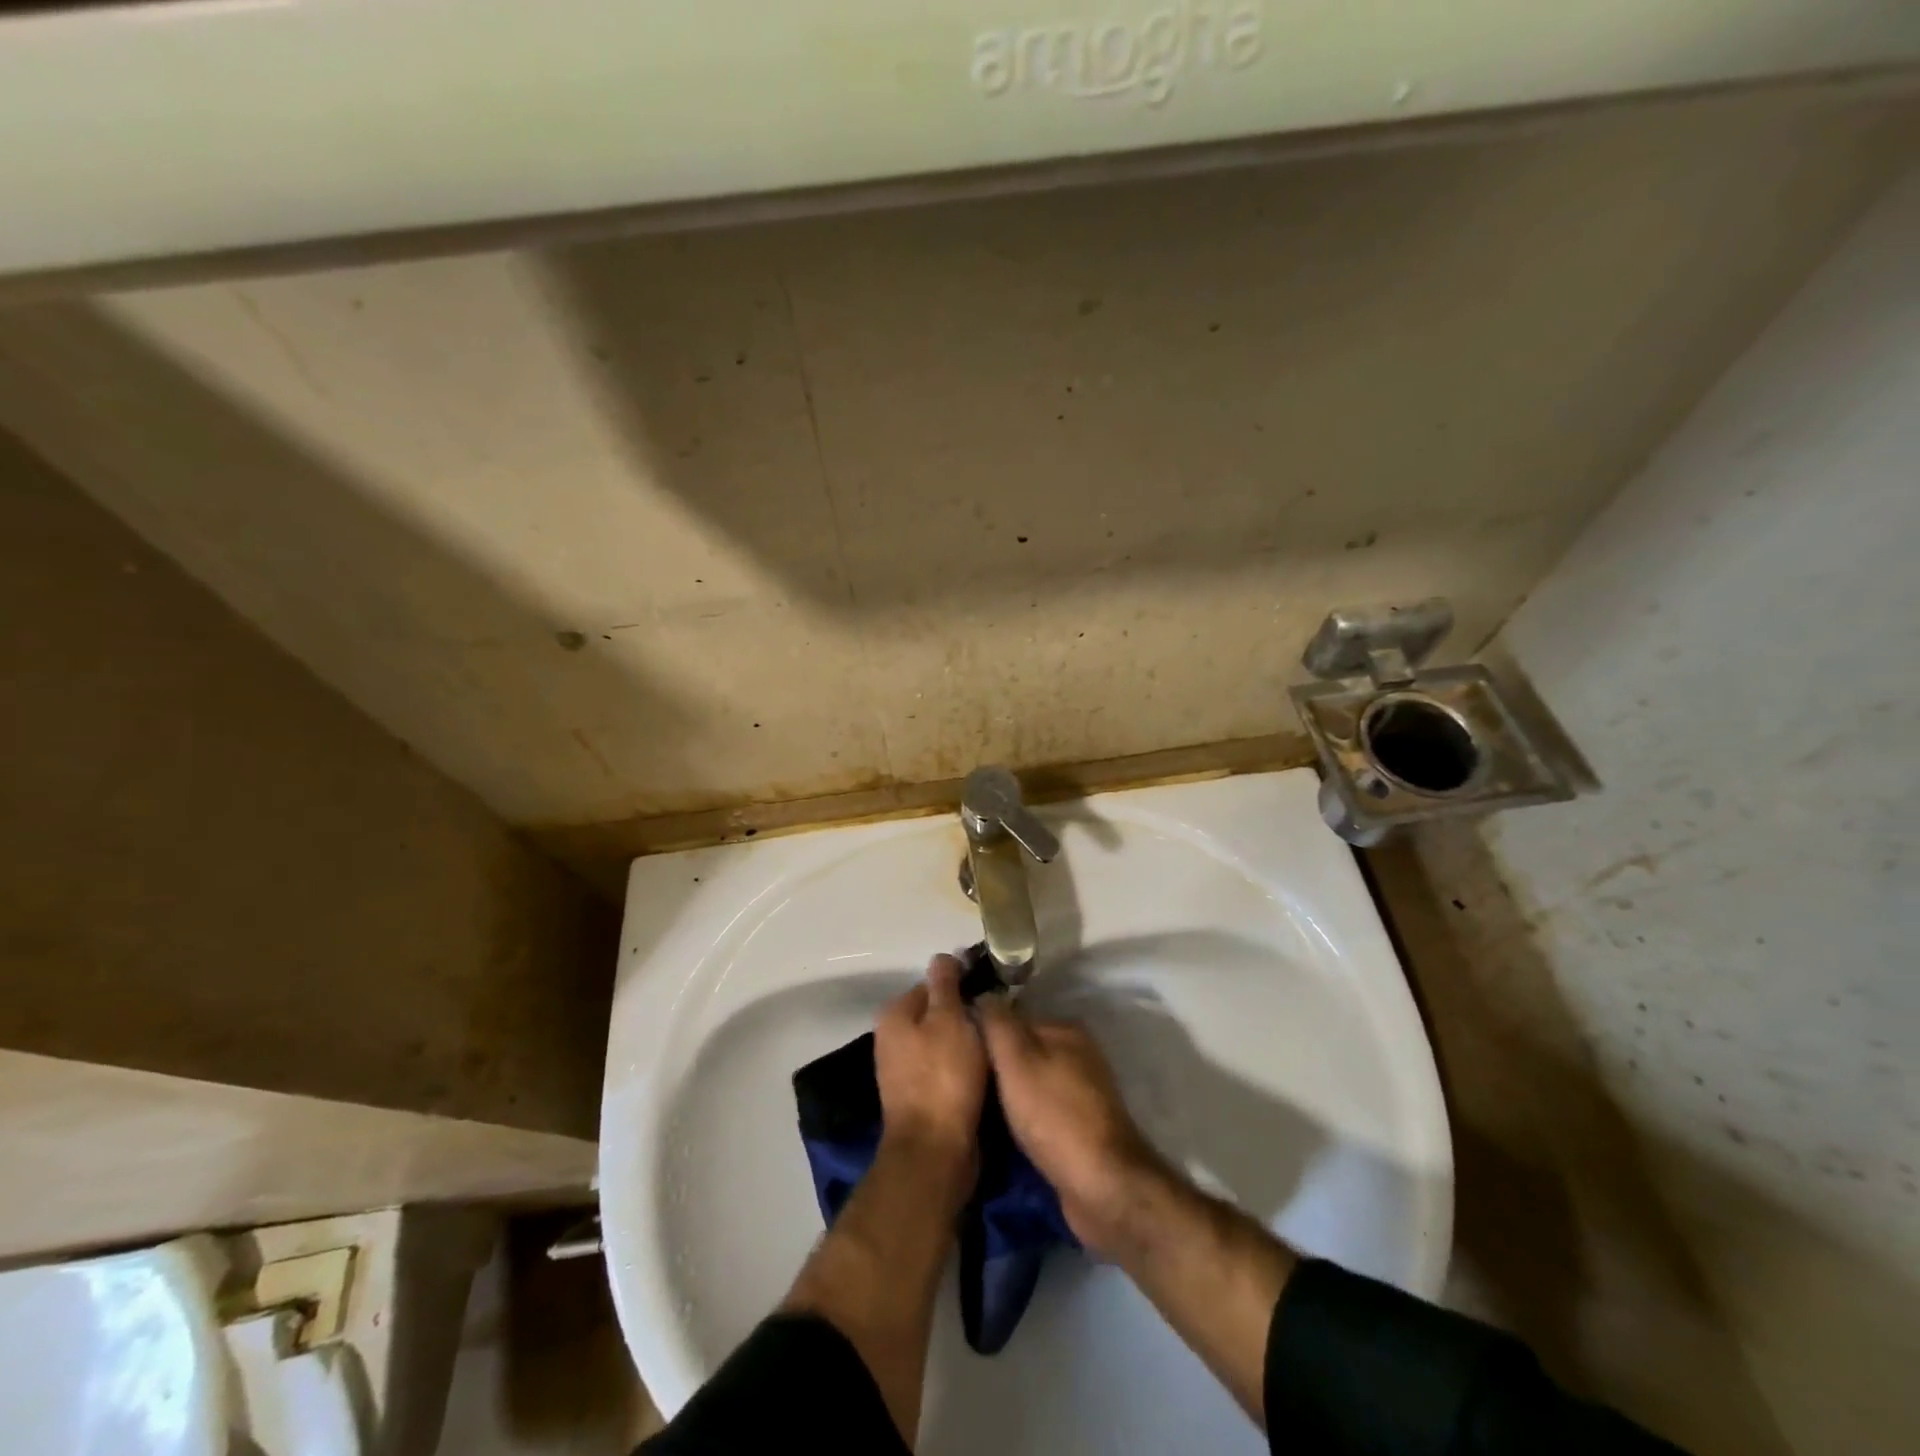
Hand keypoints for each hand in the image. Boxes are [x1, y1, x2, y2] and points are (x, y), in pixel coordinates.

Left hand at [874, 954, 987, 1181]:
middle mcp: (892, 1038)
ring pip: (944, 1043)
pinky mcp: (919, 1097)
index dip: (963, 987)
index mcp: (895, 1014)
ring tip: (996, 1048)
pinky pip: (945, 1070)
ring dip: (967, 1045)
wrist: (934, 1151)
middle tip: (997, 1024)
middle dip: (966, 1017)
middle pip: (938, 1014)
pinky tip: (985, 1073)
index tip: (992, 996)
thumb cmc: (943, 1077)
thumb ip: (945, 985)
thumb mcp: (949, 1019)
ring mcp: (903, 1070)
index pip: (933, 985)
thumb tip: (942, 956)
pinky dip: (963, 1069)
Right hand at [976, 1000, 1168, 1258]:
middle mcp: (1078, 1055)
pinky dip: (1022, 1120)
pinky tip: (1000, 1134)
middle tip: (961, 1086)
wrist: (1102, 1187)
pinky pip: (1041, 1113)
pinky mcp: (1081, 1128)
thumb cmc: (1054, 1115)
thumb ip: (997, 1023)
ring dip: (1006, 1098)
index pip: (1012, 1020)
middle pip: (1022, 1053)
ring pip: (1030, 1085)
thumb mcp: (1016, 1060)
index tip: (956, 1054)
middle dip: (995, 1069)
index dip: (983, 1035)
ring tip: (973, 1111)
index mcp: (1066, 1030)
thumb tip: (982, 993)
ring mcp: (1082, 1093)